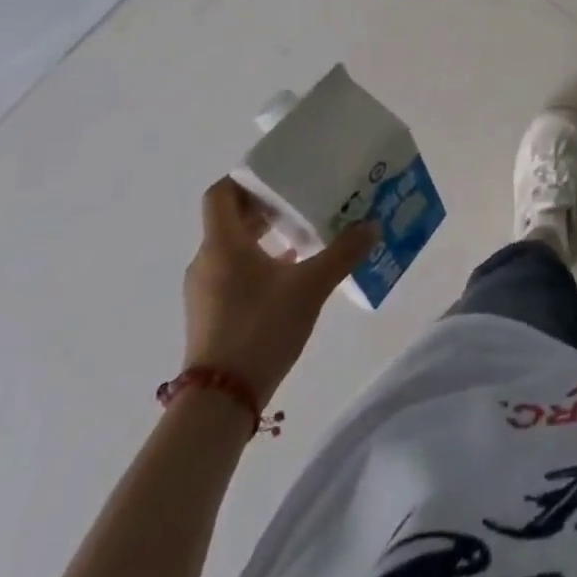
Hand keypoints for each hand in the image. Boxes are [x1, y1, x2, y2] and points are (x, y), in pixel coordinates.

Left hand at [183, 178, 377, 405]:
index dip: (246, 178)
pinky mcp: (210, 314)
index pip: (221, 193)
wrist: (220, 402)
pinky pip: (231, 272)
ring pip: (231, 246)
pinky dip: (257, 262)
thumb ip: (343, 252)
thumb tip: (372, 225)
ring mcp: (204, 290)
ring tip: (302, 234)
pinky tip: (289, 273)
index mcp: (222, 244)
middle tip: (302, 199)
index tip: (279, 174)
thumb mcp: (311, 287)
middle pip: (229, 218)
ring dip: (262, 236)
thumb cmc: (260, 329)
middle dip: (264, 206)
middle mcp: (207, 261)